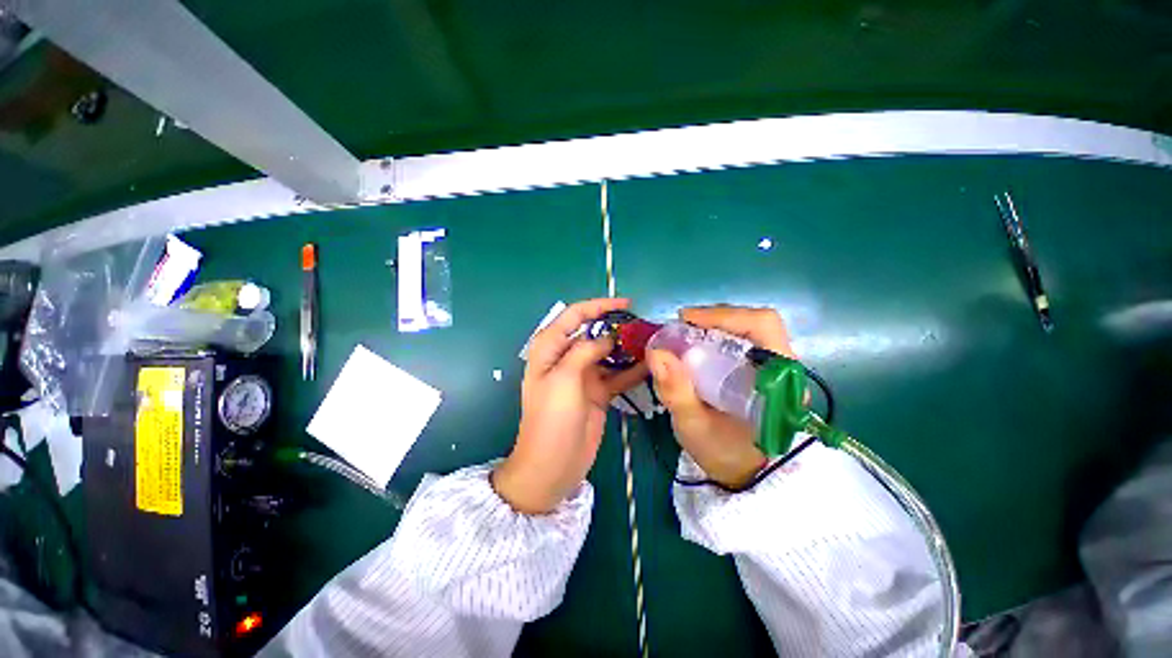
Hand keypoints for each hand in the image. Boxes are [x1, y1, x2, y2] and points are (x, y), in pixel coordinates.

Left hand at [493, 299, 647, 513]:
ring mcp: (584, 375)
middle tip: (645, 326)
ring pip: (609, 353)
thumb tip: (608, 338)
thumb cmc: (551, 419)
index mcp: (551, 348)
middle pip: (594, 333)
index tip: (627, 304)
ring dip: (627, 348)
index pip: (575, 315)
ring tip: (653, 342)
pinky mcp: (598, 392)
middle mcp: (567, 357)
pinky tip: (651, 366)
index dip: (599, 306)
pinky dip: (632, 370)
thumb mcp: (564, 378)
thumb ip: (585, 351)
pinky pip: (617, 375)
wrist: (553, 465)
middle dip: (617, 327)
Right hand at [647, 306, 796, 488]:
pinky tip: (697, 349)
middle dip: (714, 319)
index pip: (762, 326)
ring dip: (714, 327)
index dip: (723, 315)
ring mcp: (776, 369)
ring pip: (748, 331)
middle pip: (755, 323)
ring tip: (686, 337)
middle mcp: (785, 368)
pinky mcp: (764, 372)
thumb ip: (676, 391)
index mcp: (779, 380)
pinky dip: (716, 338)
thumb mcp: (693, 426)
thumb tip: (656, 352)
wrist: (744, 475)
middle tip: (681, 328)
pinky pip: (742, 342)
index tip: (686, 320)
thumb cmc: (723, 453)